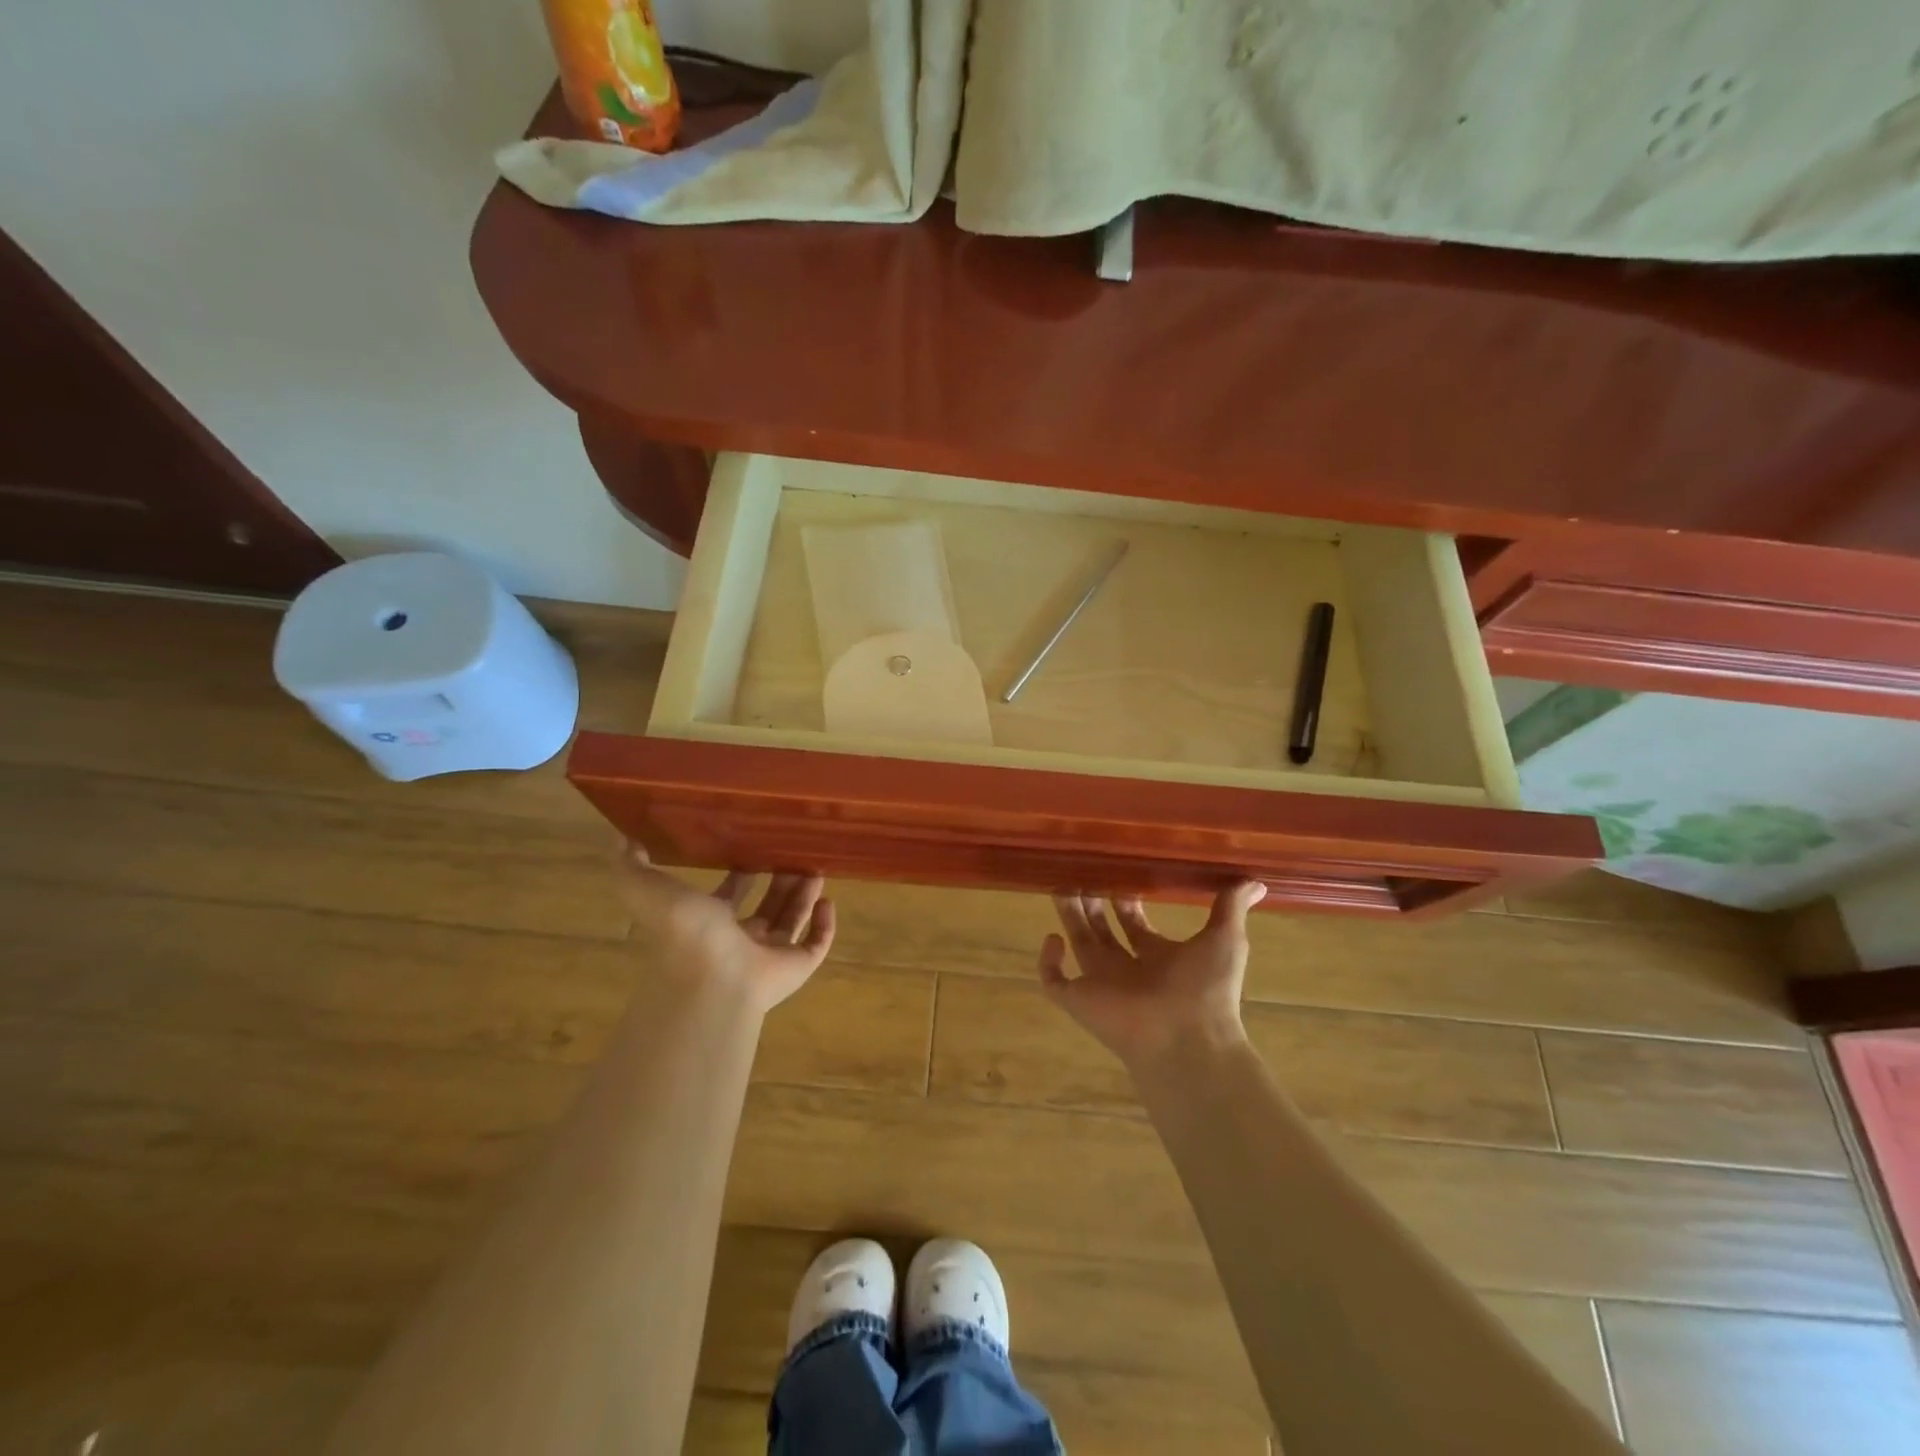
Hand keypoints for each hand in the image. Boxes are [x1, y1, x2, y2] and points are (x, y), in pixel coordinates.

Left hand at [616, 844, 835, 1014]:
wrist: (711, 978)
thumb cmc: (684, 932)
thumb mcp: (646, 888)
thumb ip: (632, 865)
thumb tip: (623, 836)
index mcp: (708, 923)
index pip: (728, 895)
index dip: (740, 874)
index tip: (755, 845)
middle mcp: (740, 940)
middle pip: (766, 907)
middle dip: (779, 880)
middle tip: (794, 851)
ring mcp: (769, 955)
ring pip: (792, 920)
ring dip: (803, 895)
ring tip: (816, 866)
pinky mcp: (796, 966)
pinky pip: (816, 944)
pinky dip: (825, 925)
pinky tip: (828, 901)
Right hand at [1038, 883, 1266, 1072]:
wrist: (1187, 1040)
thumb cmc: (1207, 989)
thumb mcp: (1225, 939)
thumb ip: (1231, 907)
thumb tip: (1254, 879)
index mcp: (1158, 957)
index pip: (1136, 926)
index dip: (1127, 902)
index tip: (1119, 873)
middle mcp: (1128, 969)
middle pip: (1103, 930)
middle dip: (1094, 903)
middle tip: (1083, 872)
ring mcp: (1101, 985)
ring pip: (1078, 944)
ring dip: (1069, 916)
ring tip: (1060, 884)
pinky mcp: (1079, 1000)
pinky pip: (1053, 981)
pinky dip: (1048, 961)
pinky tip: (1053, 938)